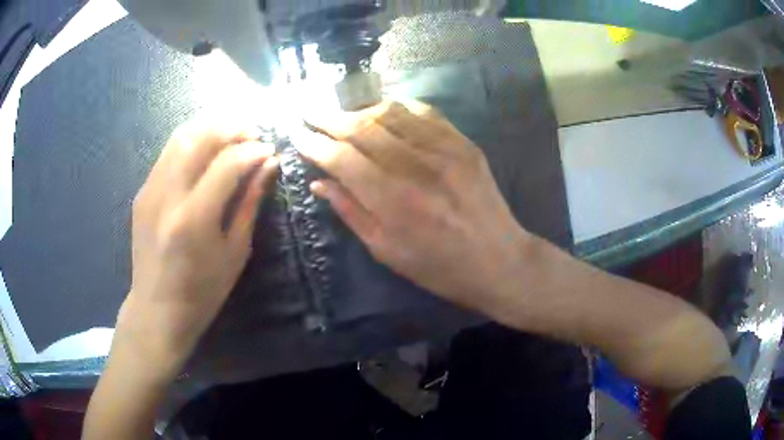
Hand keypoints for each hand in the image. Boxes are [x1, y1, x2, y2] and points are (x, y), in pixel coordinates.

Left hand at [114, 120, 277, 379]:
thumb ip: (249, 203)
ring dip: (210, 127)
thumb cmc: (202, 291)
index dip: (252, 150)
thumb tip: (268, 165)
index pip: (227, 163)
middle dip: (231, 127)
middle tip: (252, 133)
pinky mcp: (142, 191)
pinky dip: (192, 142)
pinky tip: (206, 152)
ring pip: (180, 137)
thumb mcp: (234, 253)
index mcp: (193, 219)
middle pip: (199, 137)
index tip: (269, 151)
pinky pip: (168, 153)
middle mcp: (167, 196)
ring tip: (231, 134)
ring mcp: (149, 190)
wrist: (157, 308)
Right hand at [300, 101, 527, 313]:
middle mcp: (415, 167)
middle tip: (310, 113)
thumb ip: (350, 211)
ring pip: (390, 113)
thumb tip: (319, 183)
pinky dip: (397, 107)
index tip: (297, 135)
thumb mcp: (386, 251)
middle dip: (329, 118)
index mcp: (392, 201)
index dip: (314, 144)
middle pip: (362, 128)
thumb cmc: (438, 267)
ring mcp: (443, 150)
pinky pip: (424, 112)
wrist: (498, 260)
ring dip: (360, 110)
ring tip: (344, 116)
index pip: (341, 158)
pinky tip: (384, 112)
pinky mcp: (463, 143)